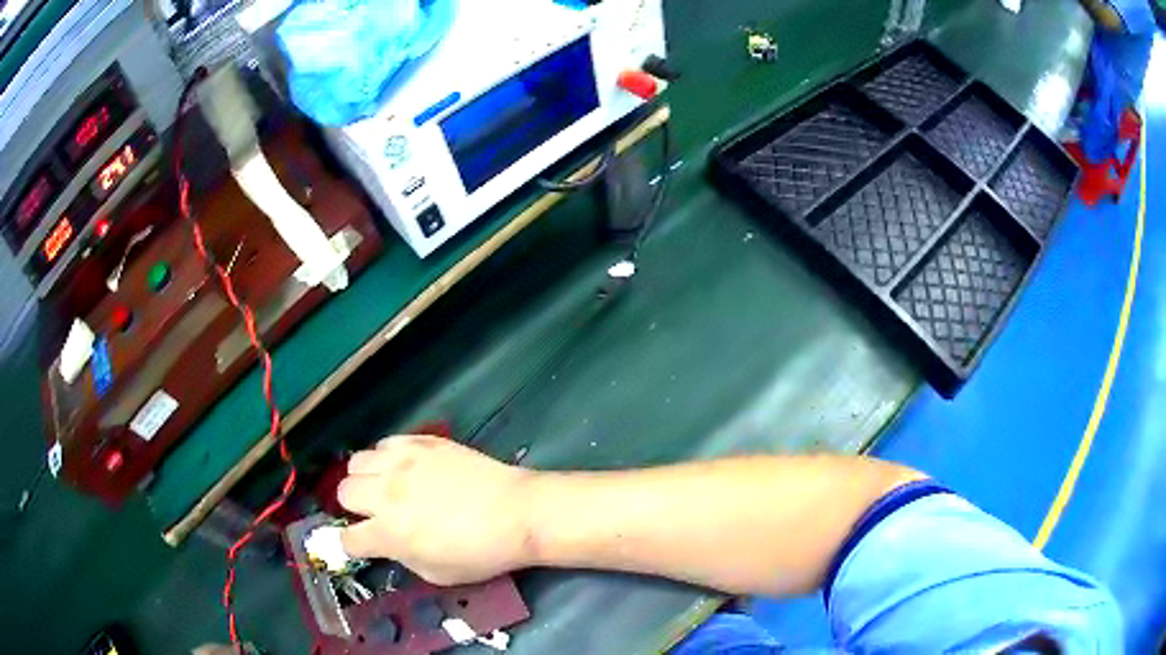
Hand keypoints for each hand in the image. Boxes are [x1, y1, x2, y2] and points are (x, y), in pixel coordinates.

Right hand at [337, 435, 536, 585]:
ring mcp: (402, 462)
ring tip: (388, 486)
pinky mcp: (421, 442)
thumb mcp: (437, 574)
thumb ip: (403, 558)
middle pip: (343, 491)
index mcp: (389, 533)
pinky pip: (387, 442)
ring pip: (357, 461)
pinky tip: (406, 467)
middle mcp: (386, 494)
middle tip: (376, 513)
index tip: (362, 544)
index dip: (352, 545)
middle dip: (355, 506)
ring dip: (366, 477)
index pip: (348, 539)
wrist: (518, 513)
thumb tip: (390, 544)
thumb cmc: (481, 552)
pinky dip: (388, 455)